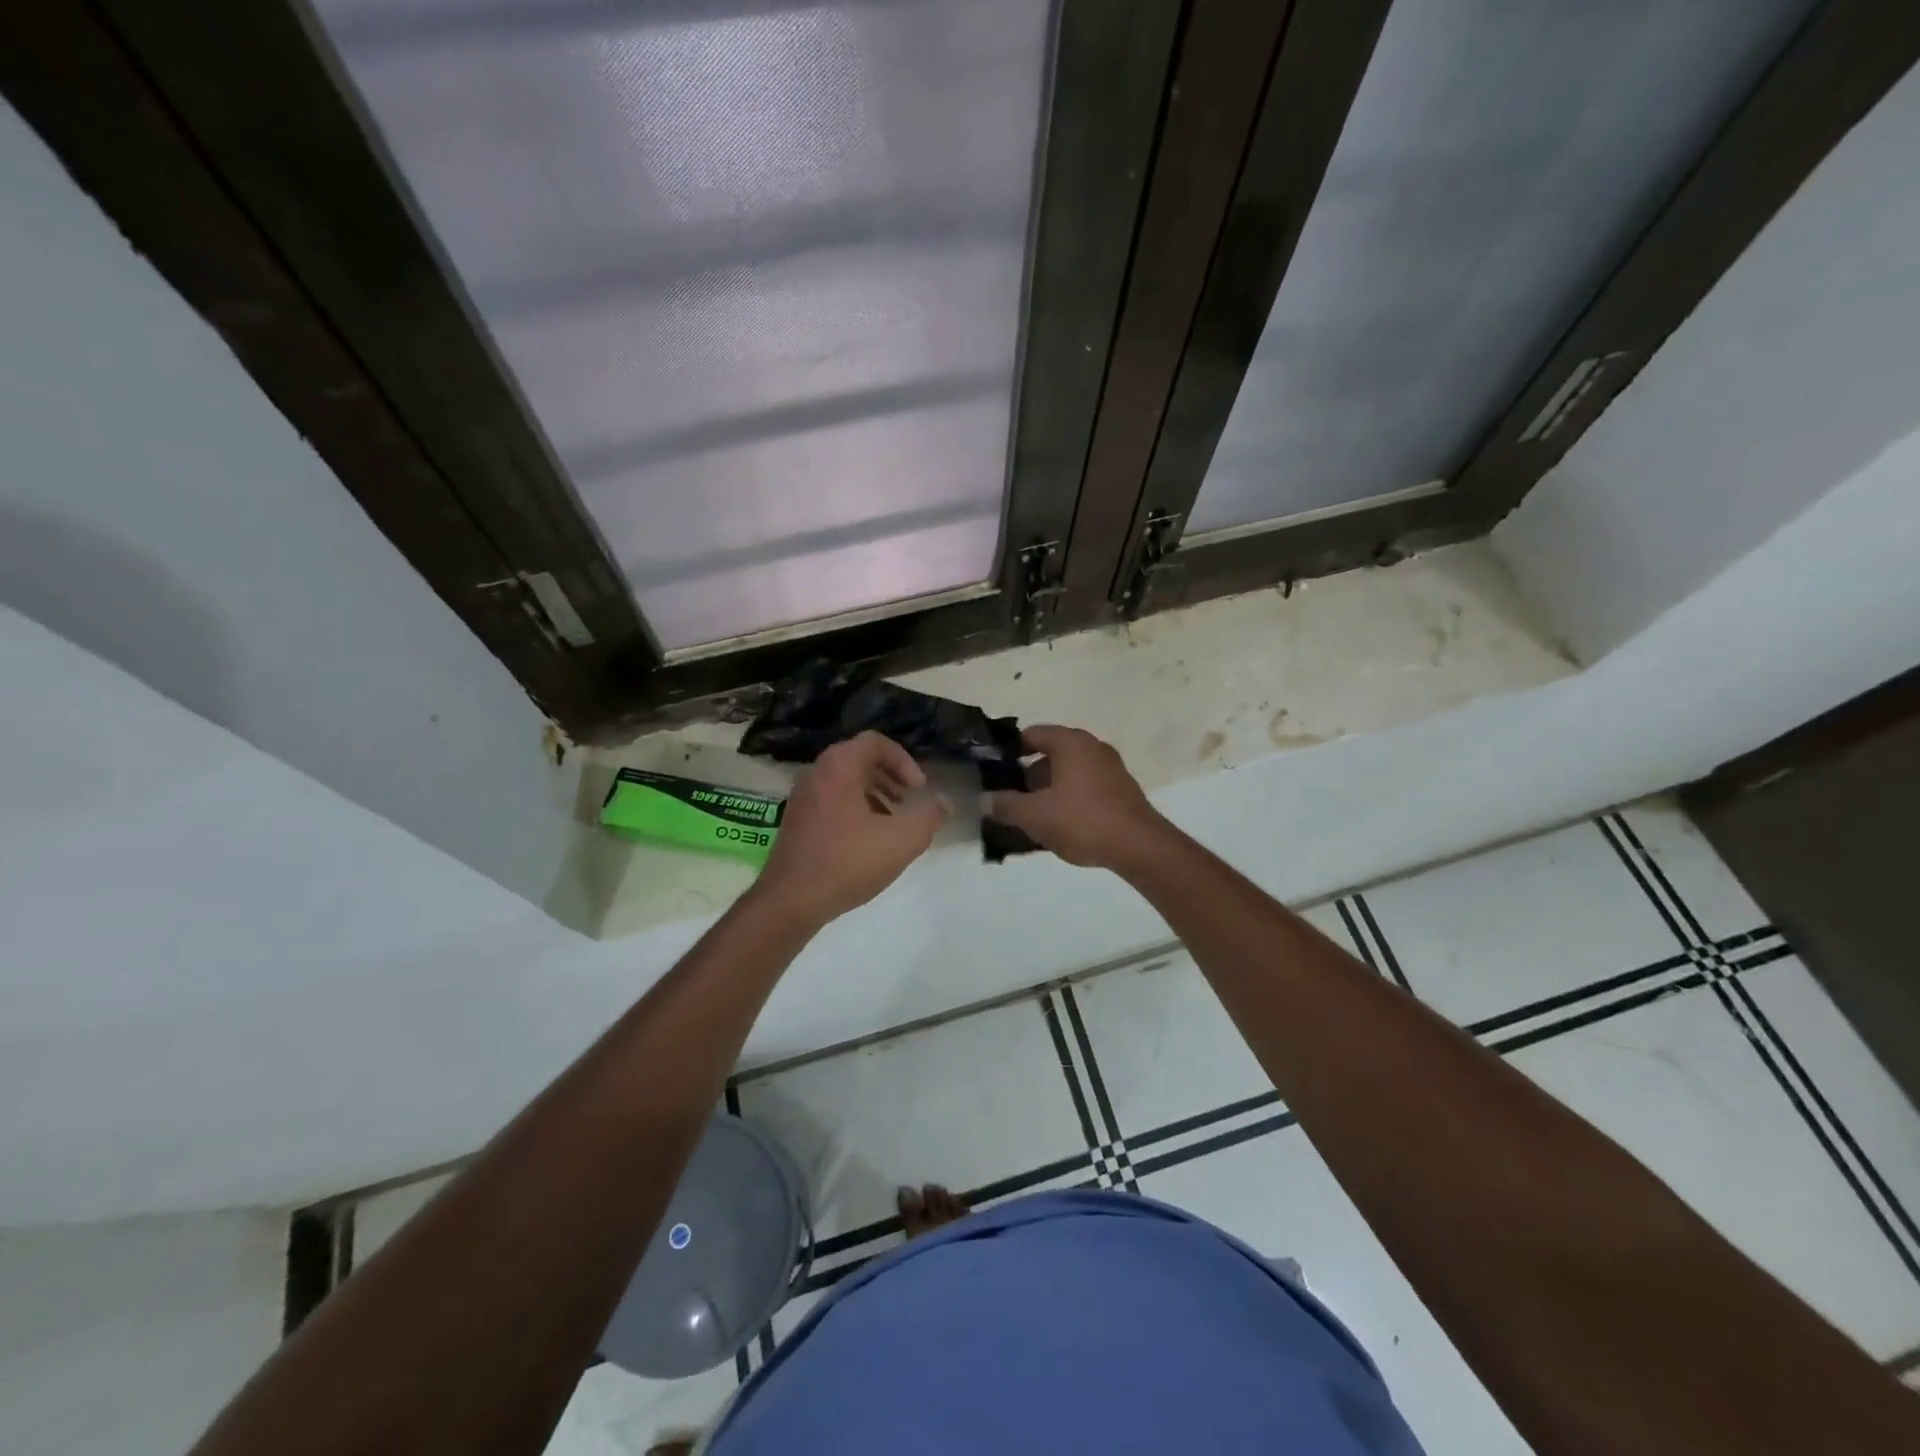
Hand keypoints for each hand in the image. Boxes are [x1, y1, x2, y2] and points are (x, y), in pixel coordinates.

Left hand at [752, 731, 948, 927]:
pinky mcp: (796, 820)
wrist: (790, 901)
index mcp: (839, 767)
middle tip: (908, 800)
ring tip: (892, 820)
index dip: (904, 760)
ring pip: (845, 780)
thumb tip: (944, 803)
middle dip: (890, 776)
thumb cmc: (847, 862)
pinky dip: (854, 808)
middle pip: (859, 759)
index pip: (875, 742)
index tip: (919, 788)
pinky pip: (831, 799)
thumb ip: (928, 818)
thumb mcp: (901, 841)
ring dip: (874, 793)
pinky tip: (867, 840)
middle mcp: (816, 773)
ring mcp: (802, 797)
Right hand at [988, 725, 1168, 870]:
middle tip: (1008, 801)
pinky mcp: (1120, 790)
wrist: (1139, 847)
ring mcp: (1109, 768)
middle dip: (1026, 778)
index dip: (1008, 751)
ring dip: (1047, 793)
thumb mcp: (1035, 815)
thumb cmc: (1083, 820)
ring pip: (1067, 774)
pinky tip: (1058, 827)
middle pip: (1049, 756)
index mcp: (1071, 742)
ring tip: (1030, 819)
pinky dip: (1067, 800)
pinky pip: (1084, 788)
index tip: (992, 772)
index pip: (1031, 734)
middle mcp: (1092, 747)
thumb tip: (984, 800)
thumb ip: (1005, 805)